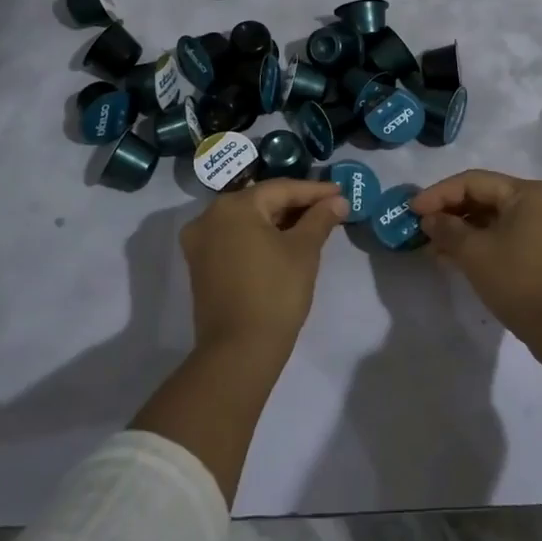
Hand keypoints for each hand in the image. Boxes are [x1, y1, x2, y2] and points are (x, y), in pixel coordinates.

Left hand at [180, 179, 346, 355]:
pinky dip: (259, 237)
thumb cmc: (275, 293)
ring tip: (312, 224)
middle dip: (296, 205)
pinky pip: (235, 239)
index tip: (341, 192)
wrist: (239, 351)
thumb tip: (338, 200)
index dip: (314, 190)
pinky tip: (284, 242)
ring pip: (247, 221)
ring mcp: (200, 242)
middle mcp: (209, 216)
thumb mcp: (304, 251)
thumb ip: (320, 219)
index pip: (281, 189)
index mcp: (234, 206)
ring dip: (278, 221)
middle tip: (329, 208)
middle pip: (261, 202)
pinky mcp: (200, 265)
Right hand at [410, 171, 541, 337]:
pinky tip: (456, 260)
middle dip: (450, 213)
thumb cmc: (520, 281)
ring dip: (462, 232)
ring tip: (433, 248)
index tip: (411, 210)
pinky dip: (481, 245)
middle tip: (421, 229)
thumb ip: (447, 229)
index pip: (473, 182)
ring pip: (495, 220)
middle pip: (485, 198)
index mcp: (529, 193)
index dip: (438, 194)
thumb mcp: (475, 253)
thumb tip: (431, 220)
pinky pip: (506, 238)